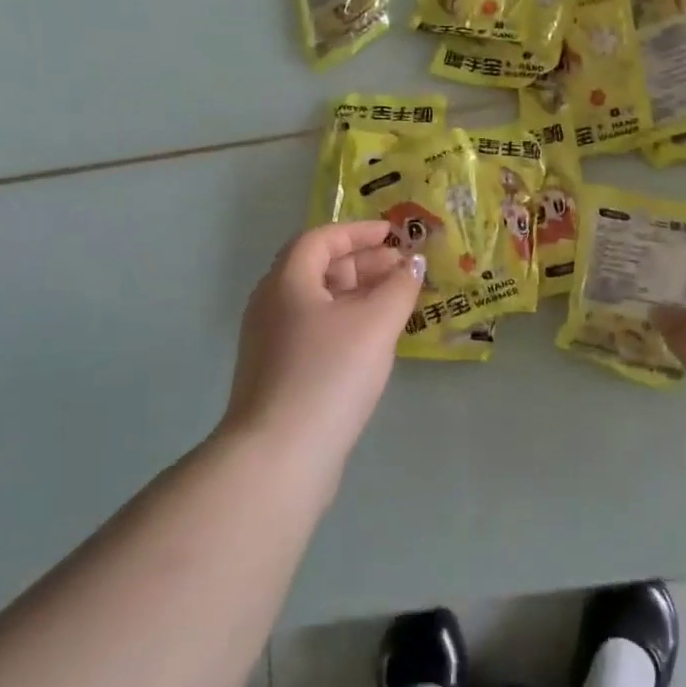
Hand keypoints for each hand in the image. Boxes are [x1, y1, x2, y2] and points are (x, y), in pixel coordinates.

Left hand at [223, 221, 425, 475]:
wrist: (280, 455)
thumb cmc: (329, 373)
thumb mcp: (375, 323)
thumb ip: (400, 286)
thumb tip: (414, 262)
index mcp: (287, 281)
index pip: (321, 239)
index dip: (358, 231)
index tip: (392, 235)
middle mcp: (272, 305)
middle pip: (318, 268)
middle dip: (363, 262)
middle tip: (402, 269)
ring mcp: (271, 342)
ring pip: (319, 302)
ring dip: (358, 294)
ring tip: (396, 302)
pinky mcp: (279, 374)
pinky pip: (316, 330)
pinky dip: (347, 322)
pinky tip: (373, 340)